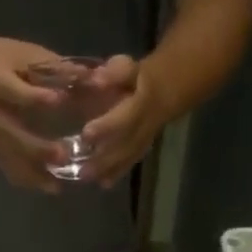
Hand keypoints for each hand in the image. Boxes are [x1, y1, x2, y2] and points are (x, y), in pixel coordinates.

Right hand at [0, 37, 66, 193]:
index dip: (36, 97)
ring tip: (57, 186)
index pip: (15, 92)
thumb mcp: (22, 53)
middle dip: (37, 148)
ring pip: (10, 160)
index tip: (59, 100)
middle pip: (12, 136)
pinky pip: (9, 168)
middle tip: (63, 155)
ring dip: (33, 175)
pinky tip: (48, 186)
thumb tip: (93, 78)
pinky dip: (28, 180)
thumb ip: (54, 67)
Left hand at [79, 55, 169, 188]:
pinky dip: (117, 173)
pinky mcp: (141, 149)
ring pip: (128, 157)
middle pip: (125, 145)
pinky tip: (104, 183)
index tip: (86, 134)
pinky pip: (130, 162)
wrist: (167, 90)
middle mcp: (145, 126)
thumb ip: (113, 73)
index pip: (125, 117)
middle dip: (104, 158)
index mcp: (142, 103)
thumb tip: (94, 79)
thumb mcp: (128, 67)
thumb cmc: (138, 77)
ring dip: (109, 170)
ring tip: (89, 179)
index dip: (106, 127)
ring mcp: (144, 140)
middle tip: (83, 171)